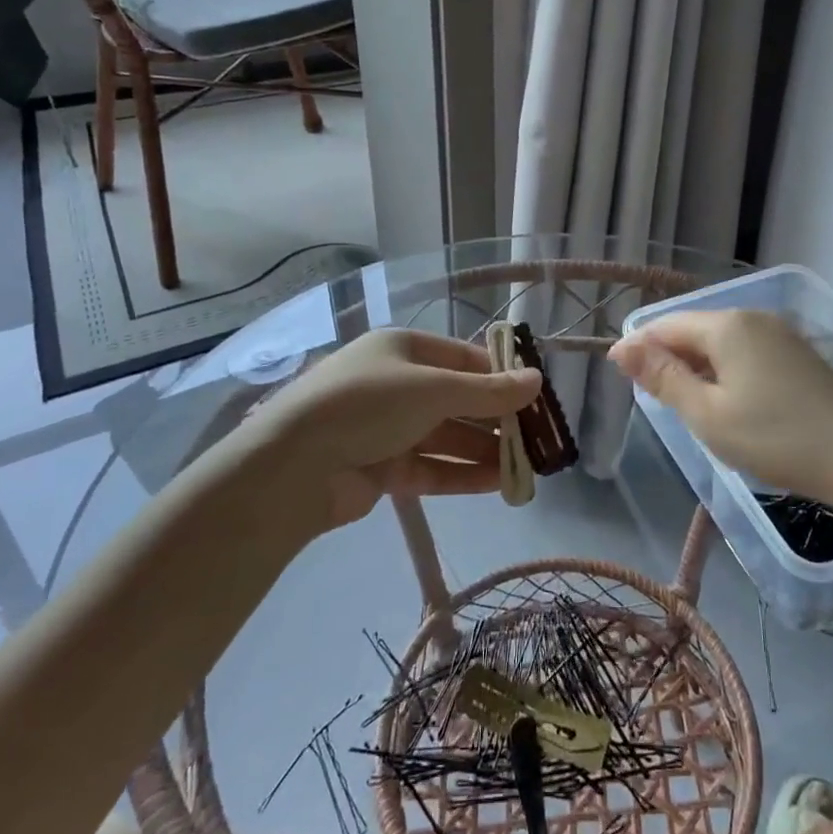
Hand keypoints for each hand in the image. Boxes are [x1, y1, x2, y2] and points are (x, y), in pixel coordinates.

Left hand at [249, 328, 541, 530]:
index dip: (502, 376)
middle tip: (539, 440)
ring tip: (528, 468)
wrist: (293, 466)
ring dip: (486, 451)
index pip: (465, 358)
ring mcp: (388, 428)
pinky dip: (463, 474)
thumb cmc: (368, 405)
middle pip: (459, 400)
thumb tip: (537, 380)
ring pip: (448, 437)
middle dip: (497, 420)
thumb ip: (488, 390)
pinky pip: (432, 467)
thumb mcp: (434, 389)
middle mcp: (397, 384)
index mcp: (404, 349)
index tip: (537, 397)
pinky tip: (498, 484)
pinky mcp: (382, 468)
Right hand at [609, 309, 832, 524]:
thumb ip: (663, 378)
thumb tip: (621, 347)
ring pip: (721, 342)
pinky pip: (747, 352)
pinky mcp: (800, 354)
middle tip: (657, 402)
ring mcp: (781, 333)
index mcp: (727, 325)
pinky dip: (726, 371)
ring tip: (689, 406)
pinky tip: (730, 402)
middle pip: (694, 330)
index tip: (620, 377)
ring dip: (698, 367)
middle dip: (670, 359)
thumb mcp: (708, 415)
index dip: (639, 348)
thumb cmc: (776, 439)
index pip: (666, 325)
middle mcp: (753, 317)